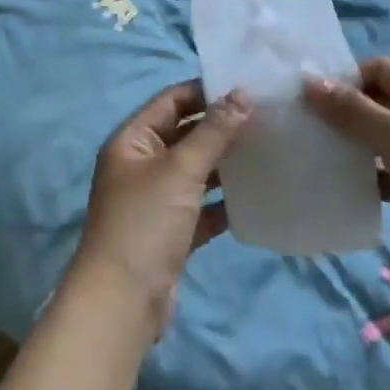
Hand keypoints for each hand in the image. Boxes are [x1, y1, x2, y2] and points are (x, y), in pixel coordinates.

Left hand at [72, 81, 249, 335]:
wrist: (123, 303)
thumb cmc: (146, 222)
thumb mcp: (180, 170)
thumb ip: (213, 132)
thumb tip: (242, 94)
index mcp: (132, 140)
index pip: (172, 101)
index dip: (206, 91)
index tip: (247, 86)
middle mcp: (141, 165)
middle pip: (184, 134)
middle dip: (220, 127)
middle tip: (265, 116)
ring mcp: (155, 200)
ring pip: (195, 171)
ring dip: (225, 163)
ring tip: (267, 149)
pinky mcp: (171, 232)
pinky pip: (201, 207)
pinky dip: (223, 201)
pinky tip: (255, 194)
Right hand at [306, 57, 389, 304]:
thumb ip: (353, 111)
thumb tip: (309, 81)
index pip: (380, 69)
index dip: (345, 80)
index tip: (308, 100)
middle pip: (382, 102)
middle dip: (346, 113)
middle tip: (306, 129)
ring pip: (387, 139)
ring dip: (356, 146)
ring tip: (317, 156)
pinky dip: (374, 176)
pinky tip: (346, 188)